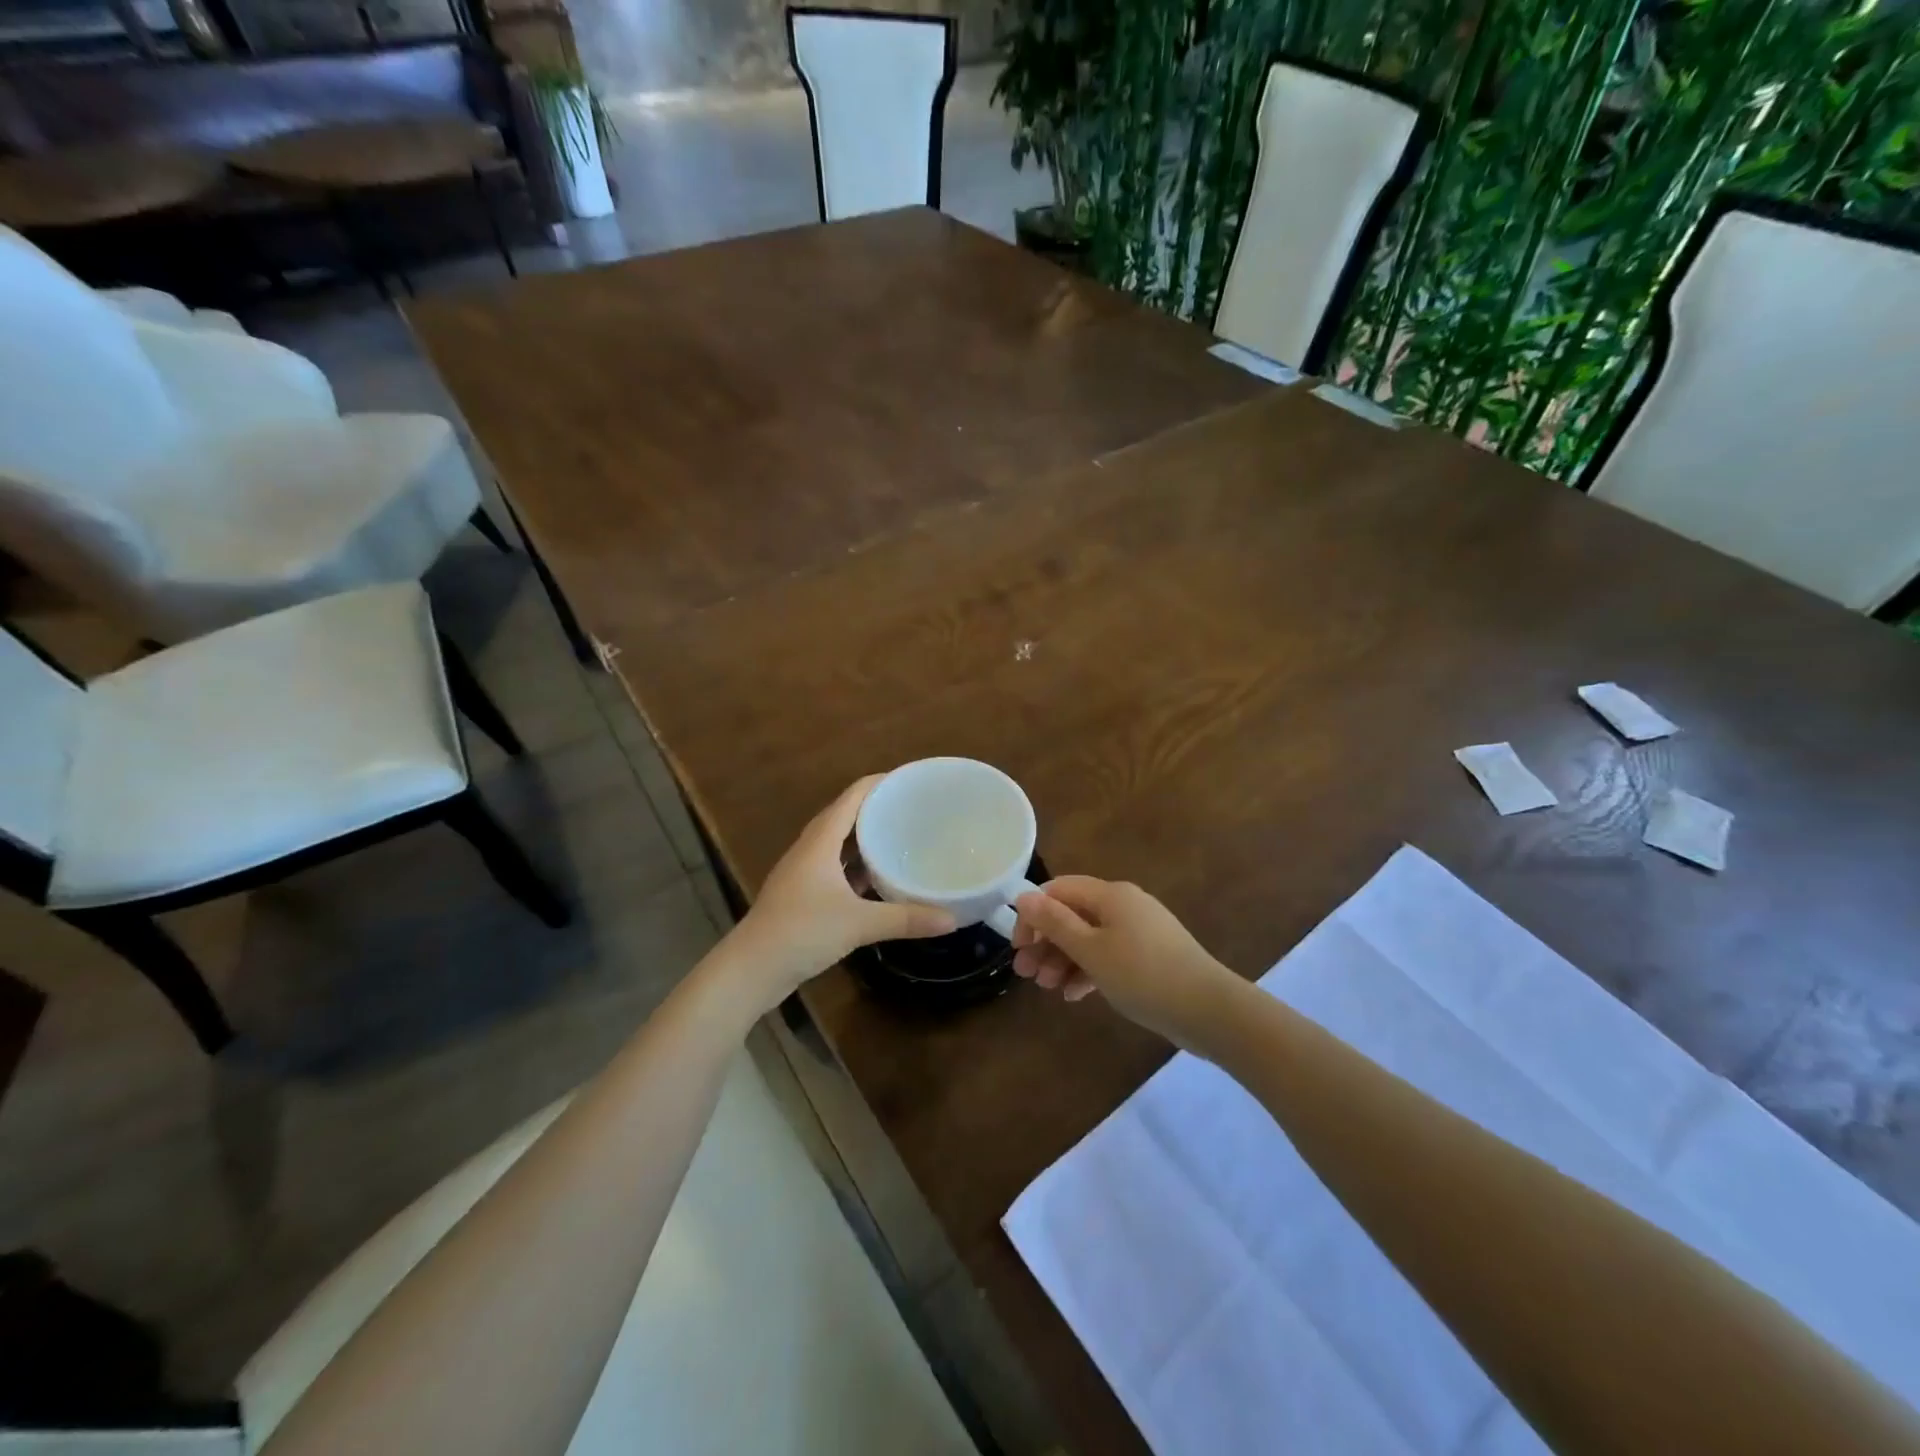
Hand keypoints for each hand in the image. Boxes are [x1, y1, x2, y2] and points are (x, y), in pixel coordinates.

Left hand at [723, 776, 955, 1010]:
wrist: (751, 969)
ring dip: (865, 838)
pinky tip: (878, 878)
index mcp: (820, 841)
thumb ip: (906, 919)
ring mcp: (803, 873)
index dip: (879, 783)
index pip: (852, 796)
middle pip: (845, 816)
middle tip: (913, 809)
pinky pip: (834, 867)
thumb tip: (951, 919)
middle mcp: (810, 849)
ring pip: (838, 844)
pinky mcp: (802, 895)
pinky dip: (856, 866)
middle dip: (877, 809)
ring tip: (900, 837)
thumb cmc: (802, 932)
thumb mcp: (859, 924)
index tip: (910, 781)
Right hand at [1012, 877, 1241, 1049]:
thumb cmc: (1143, 975)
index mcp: (1110, 894)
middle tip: (1025, 974)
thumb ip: (1055, 923)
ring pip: (1089, 938)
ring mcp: (1139, 931)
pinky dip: (1088, 970)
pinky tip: (1074, 995)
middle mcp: (1124, 905)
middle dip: (1046, 942)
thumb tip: (1023, 895)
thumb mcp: (1091, 950)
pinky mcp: (1149, 956)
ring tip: (1048, 988)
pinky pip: (1109, 955)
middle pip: (1073, 915)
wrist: (1209, 1010)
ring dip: (1063, 959)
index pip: (1058, 891)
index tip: (1019, 947)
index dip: (1033, 915)